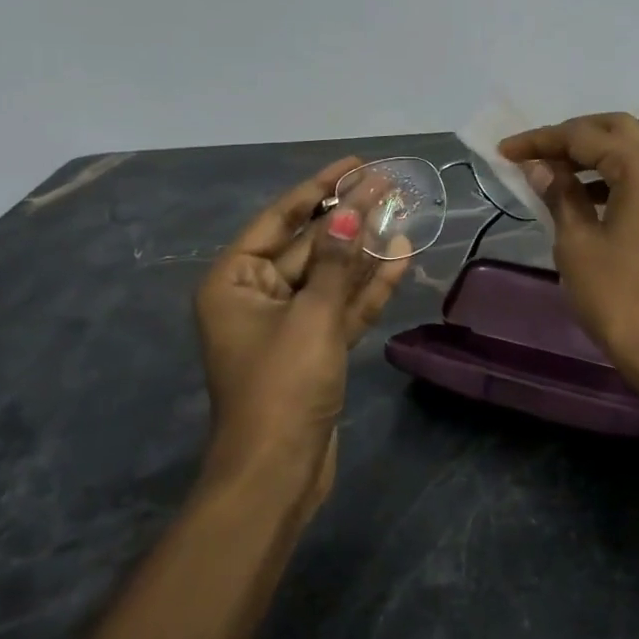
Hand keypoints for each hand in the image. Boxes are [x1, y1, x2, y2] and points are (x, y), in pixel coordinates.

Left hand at [194, 158, 408, 513]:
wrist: (277, 474)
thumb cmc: (282, 386)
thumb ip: (335, 262)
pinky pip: (342, 306)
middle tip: (390, 183)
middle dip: (350, 216)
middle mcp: (258, 295)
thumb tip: (351, 212)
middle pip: (311, 244)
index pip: (281, 219)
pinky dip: (368, 286)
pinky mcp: (315, 349)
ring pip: (332, 275)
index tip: (355, 164)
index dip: (319, 188)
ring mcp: (289, 324)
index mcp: (236, 280)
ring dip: (364, 248)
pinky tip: (400, 256)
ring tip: (402, 211)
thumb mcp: (311, 316)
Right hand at [500, 114, 638, 420]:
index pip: (584, 135)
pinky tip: (582, 197)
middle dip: (570, 137)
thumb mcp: (578, 244)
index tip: (504, 150)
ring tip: (551, 174)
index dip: (541, 140)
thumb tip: (539, 167)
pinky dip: (612, 177)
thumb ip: (559, 195)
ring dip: (592, 155)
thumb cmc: (621, 298)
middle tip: (533, 154)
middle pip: (614, 130)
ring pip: (632, 151)